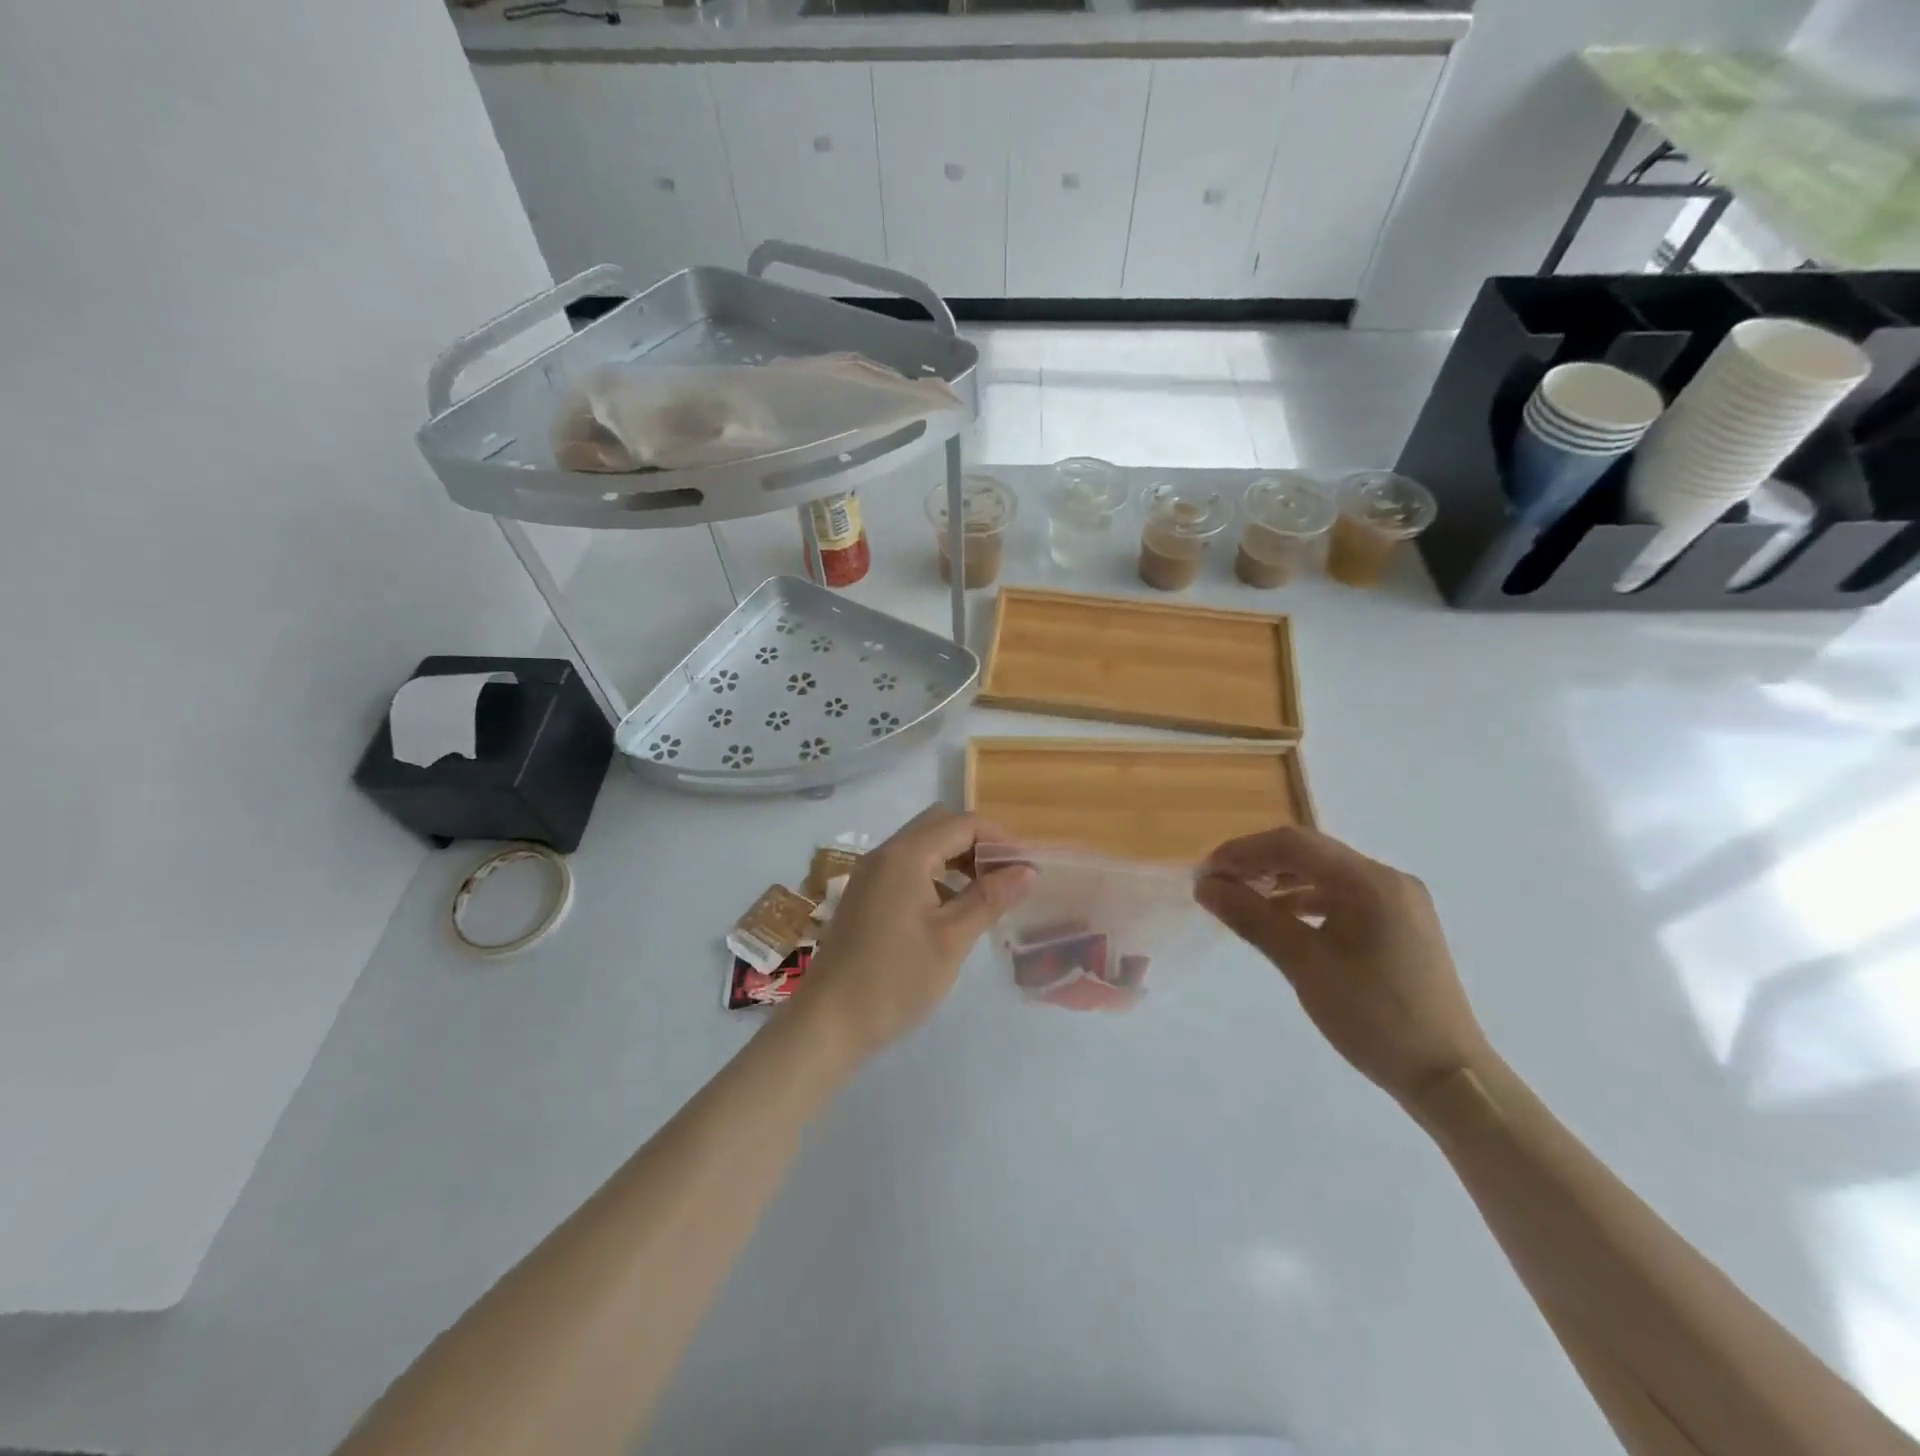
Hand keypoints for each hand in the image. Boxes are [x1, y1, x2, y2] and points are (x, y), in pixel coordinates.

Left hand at [798, 806, 1033, 1058]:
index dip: (999, 839)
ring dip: (956, 858)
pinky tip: (952, 909)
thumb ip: (990, 898)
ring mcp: (871, 873)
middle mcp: (885, 853)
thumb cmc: (895, 979)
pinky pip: (907, 867)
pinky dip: (936, 874)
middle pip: (940, 825)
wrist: (828, 1022)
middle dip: (977, 844)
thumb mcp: (951, 939)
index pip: (963, 823)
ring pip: (923, 845)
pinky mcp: (865, 894)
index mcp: (906, 855)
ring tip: (986, 894)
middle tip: (1006, 877)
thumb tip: (1027, 870)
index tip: (1026, 867)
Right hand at [1194, 826, 1489, 1104]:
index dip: (1243, 852)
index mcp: (1370, 881)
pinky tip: (1282, 919)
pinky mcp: (1400, 925)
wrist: (1448, 1077)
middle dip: (1259, 863)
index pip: (1294, 844)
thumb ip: (1252, 917)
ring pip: (1326, 874)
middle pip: (1310, 853)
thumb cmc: (1374, 1017)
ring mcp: (1398, 902)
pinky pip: (1343, 896)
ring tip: (1241, 900)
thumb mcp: (1304, 964)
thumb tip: (1206, 886)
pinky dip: (1306, 901)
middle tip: (1217, 885)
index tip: (1205, 873)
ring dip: (1280, 881)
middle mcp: (1388, 879)